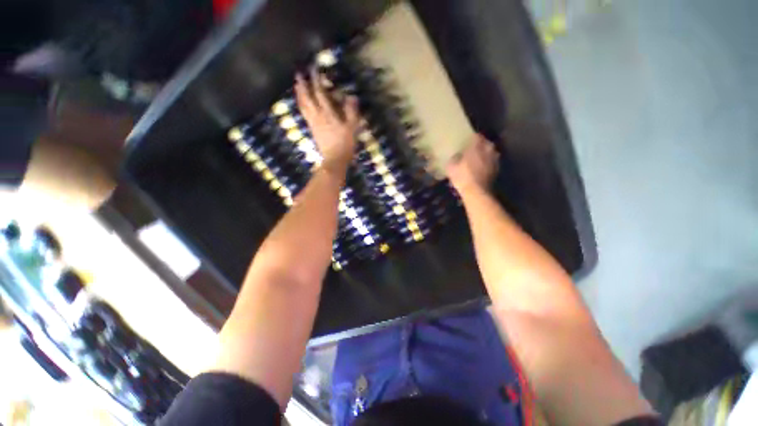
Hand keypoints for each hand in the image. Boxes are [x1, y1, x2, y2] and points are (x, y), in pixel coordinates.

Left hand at [295, 68, 359, 172]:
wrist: (334, 160)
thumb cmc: (345, 144)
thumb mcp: (352, 128)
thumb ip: (351, 112)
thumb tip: (351, 96)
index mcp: (328, 114)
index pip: (320, 93)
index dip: (317, 80)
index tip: (314, 69)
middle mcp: (317, 116)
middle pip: (307, 98)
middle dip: (303, 85)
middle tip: (298, 74)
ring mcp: (313, 123)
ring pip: (303, 106)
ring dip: (299, 94)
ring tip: (296, 86)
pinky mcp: (312, 130)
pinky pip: (304, 114)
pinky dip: (301, 106)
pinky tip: (301, 104)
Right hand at [446, 134, 499, 194]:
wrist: (476, 192)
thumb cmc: (462, 176)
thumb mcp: (451, 167)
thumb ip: (454, 158)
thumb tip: (456, 156)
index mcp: (477, 146)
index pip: (477, 136)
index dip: (472, 138)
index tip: (467, 141)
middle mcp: (488, 150)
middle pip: (486, 143)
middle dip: (480, 145)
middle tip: (472, 150)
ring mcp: (495, 160)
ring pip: (491, 153)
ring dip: (485, 154)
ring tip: (477, 159)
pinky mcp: (497, 169)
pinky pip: (492, 162)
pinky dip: (487, 163)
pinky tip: (481, 168)